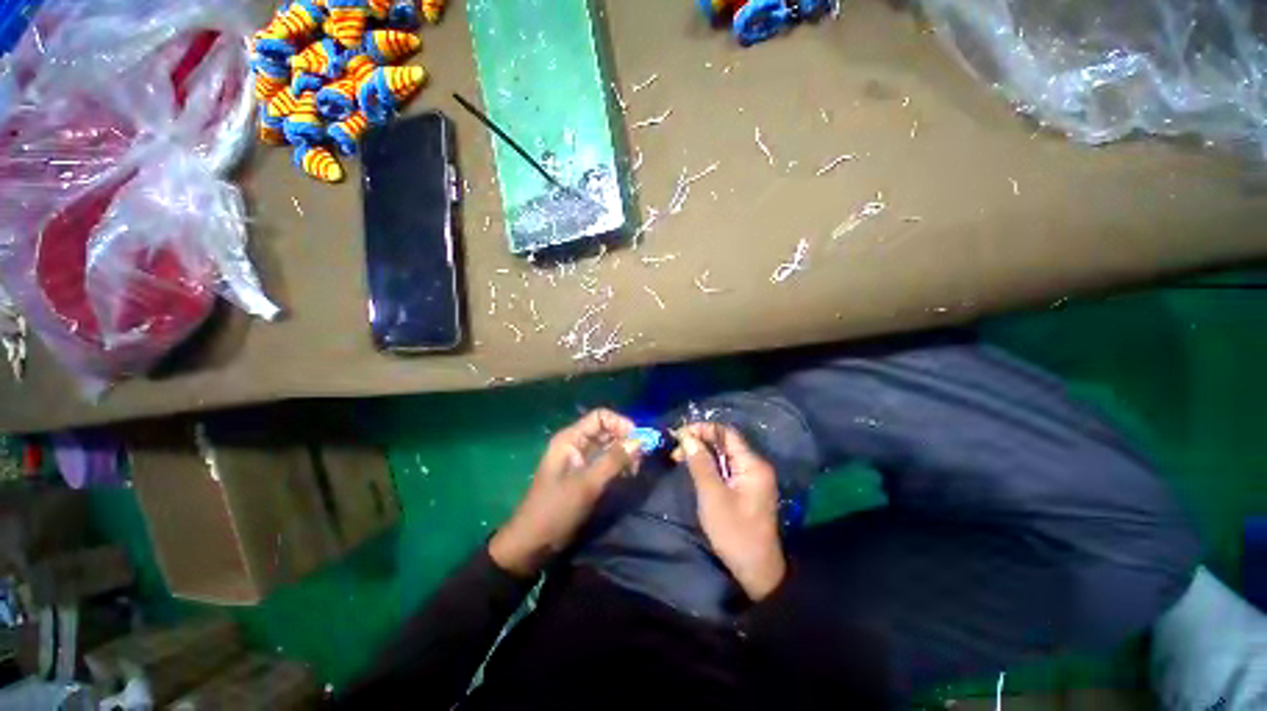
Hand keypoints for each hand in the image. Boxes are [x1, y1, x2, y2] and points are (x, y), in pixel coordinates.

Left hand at [490, 409, 640, 575]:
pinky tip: (627, 476)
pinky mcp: (585, 475)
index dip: (621, 424)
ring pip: (608, 447)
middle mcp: (576, 444)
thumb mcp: (587, 484)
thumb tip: (639, 441)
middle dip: (625, 440)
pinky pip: (606, 462)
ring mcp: (580, 460)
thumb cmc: (556, 509)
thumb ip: (614, 460)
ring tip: (635, 470)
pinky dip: (619, 466)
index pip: (601, 417)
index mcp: (571, 438)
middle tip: (640, 458)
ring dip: (624, 454)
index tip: (638, 440)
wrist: (533, 542)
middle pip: (607, 431)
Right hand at [677, 423, 786, 600]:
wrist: (757, 571)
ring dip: (702, 454)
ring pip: (724, 455)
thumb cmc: (734, 533)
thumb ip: (700, 464)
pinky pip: (726, 468)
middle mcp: (755, 465)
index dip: (702, 429)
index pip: (726, 433)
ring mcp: (752, 477)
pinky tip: (695, 470)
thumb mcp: (712, 496)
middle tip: (676, 451)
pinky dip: (709, 466)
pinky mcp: (747, 488)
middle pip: (725, 442)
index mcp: (752, 464)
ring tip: (680, 459)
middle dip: (699, 441)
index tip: (679, 435)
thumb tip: (687, 436)